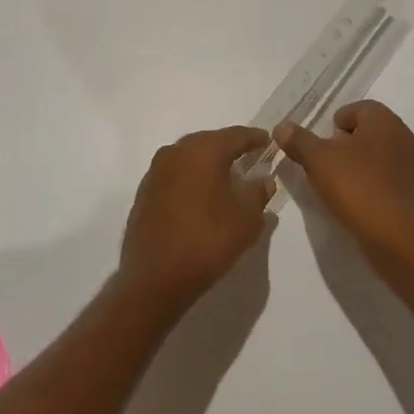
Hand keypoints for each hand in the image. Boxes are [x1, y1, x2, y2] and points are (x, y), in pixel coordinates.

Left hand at [118, 126, 274, 310]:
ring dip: (208, 163)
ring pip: (189, 156)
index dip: (255, 138)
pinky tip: (201, 194)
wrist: (155, 278)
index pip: (235, 135)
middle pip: (209, 141)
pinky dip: (191, 178)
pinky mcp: (145, 191)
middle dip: (229, 148)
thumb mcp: (246, 219)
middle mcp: (176, 152)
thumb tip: (263, 180)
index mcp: (203, 151)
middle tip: (249, 157)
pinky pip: (175, 174)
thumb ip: (258, 193)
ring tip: (226, 176)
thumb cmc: (207, 242)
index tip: (268, 142)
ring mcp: (156, 171)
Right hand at [275, 101, 413, 265]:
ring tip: (337, 184)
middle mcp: (404, 136)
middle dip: (345, 144)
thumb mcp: (318, 160)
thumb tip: (282, 127)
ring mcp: (413, 165)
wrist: (398, 236)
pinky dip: (371, 183)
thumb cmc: (358, 187)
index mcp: (385, 121)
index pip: (359, 108)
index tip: (321, 144)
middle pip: (369, 131)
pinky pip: (388, 177)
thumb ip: (299, 141)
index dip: (336, 122)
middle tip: (325, 163)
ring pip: (379, 155)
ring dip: (358, 164)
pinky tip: (356, 200)